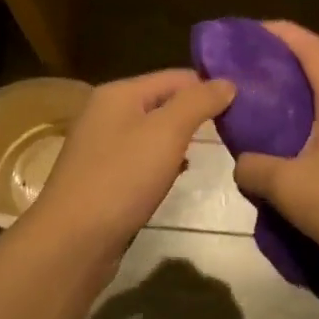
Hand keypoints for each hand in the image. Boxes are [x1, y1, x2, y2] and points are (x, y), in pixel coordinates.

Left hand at [27, 69, 236, 267]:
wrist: (73, 241)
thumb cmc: (121, 179)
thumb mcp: (166, 133)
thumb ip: (198, 103)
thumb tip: (227, 82)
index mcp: (118, 93)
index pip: (176, 77)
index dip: (210, 88)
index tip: (244, 106)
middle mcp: (106, 112)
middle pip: (163, 102)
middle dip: (196, 114)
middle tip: (234, 130)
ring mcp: (101, 146)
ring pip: (153, 133)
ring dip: (181, 140)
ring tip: (213, 151)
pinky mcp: (102, 177)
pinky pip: (141, 159)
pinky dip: (163, 163)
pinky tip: (178, 176)